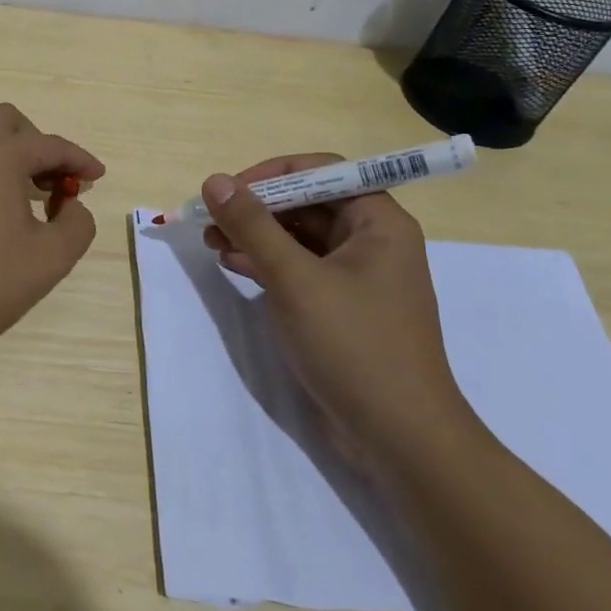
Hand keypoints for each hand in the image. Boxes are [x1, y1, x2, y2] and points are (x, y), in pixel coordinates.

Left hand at [0, 105, 103, 366]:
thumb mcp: (50, 258)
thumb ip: (78, 224)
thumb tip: (73, 206)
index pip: (50, 145)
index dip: (79, 160)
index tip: (97, 176)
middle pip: (8, 123)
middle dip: (36, 145)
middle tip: (53, 181)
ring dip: (3, 150)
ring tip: (19, 190)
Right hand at [200, 154, 475, 471]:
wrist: (400, 438)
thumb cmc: (354, 345)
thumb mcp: (294, 279)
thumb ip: (252, 226)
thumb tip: (215, 180)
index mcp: (379, 223)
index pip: (323, 172)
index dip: (272, 174)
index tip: (230, 190)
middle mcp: (373, 242)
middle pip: (307, 203)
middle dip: (257, 208)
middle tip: (211, 218)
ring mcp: (358, 278)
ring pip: (299, 237)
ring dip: (255, 235)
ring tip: (211, 242)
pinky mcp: (341, 308)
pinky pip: (300, 269)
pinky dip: (266, 263)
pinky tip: (234, 266)